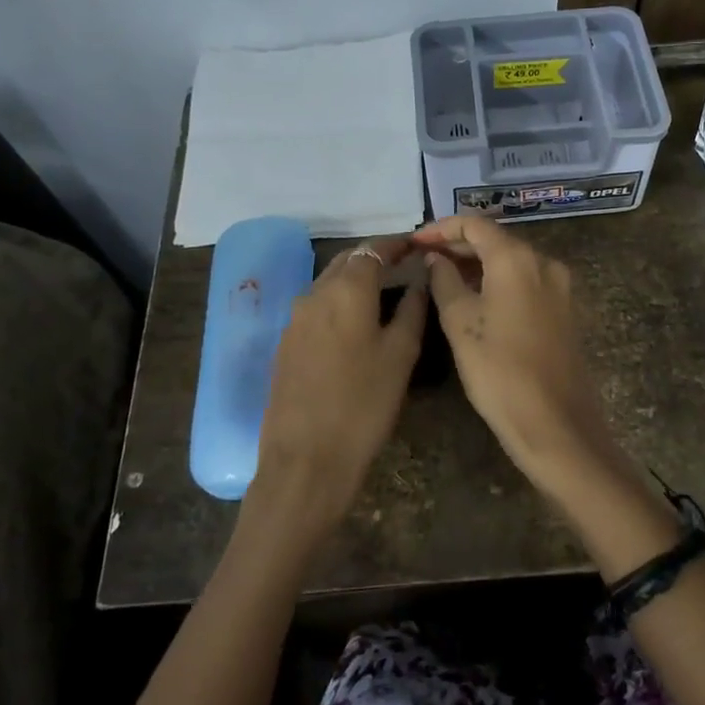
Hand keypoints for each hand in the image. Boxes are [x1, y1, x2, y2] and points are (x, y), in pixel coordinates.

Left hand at [252, 238, 425, 543]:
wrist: (306, 459)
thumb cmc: (364, 404)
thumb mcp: (401, 355)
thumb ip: (412, 308)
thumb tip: (419, 279)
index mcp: (347, 290)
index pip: (374, 249)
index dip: (397, 244)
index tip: (418, 246)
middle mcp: (315, 293)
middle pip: (348, 262)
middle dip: (375, 258)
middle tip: (404, 266)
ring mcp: (295, 319)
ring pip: (329, 283)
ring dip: (355, 280)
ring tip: (384, 293)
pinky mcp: (285, 343)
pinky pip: (317, 307)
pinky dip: (339, 302)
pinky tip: (356, 322)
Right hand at [411, 216, 620, 496]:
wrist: (555, 422)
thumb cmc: (499, 370)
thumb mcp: (460, 322)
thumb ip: (443, 281)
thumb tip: (435, 259)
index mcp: (517, 258)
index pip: (475, 224)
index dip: (442, 228)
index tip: (415, 242)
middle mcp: (544, 262)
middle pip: (496, 240)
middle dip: (459, 246)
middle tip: (424, 259)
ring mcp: (559, 286)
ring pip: (512, 261)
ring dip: (478, 264)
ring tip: (443, 278)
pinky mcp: (565, 309)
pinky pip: (526, 281)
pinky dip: (499, 281)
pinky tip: (476, 298)